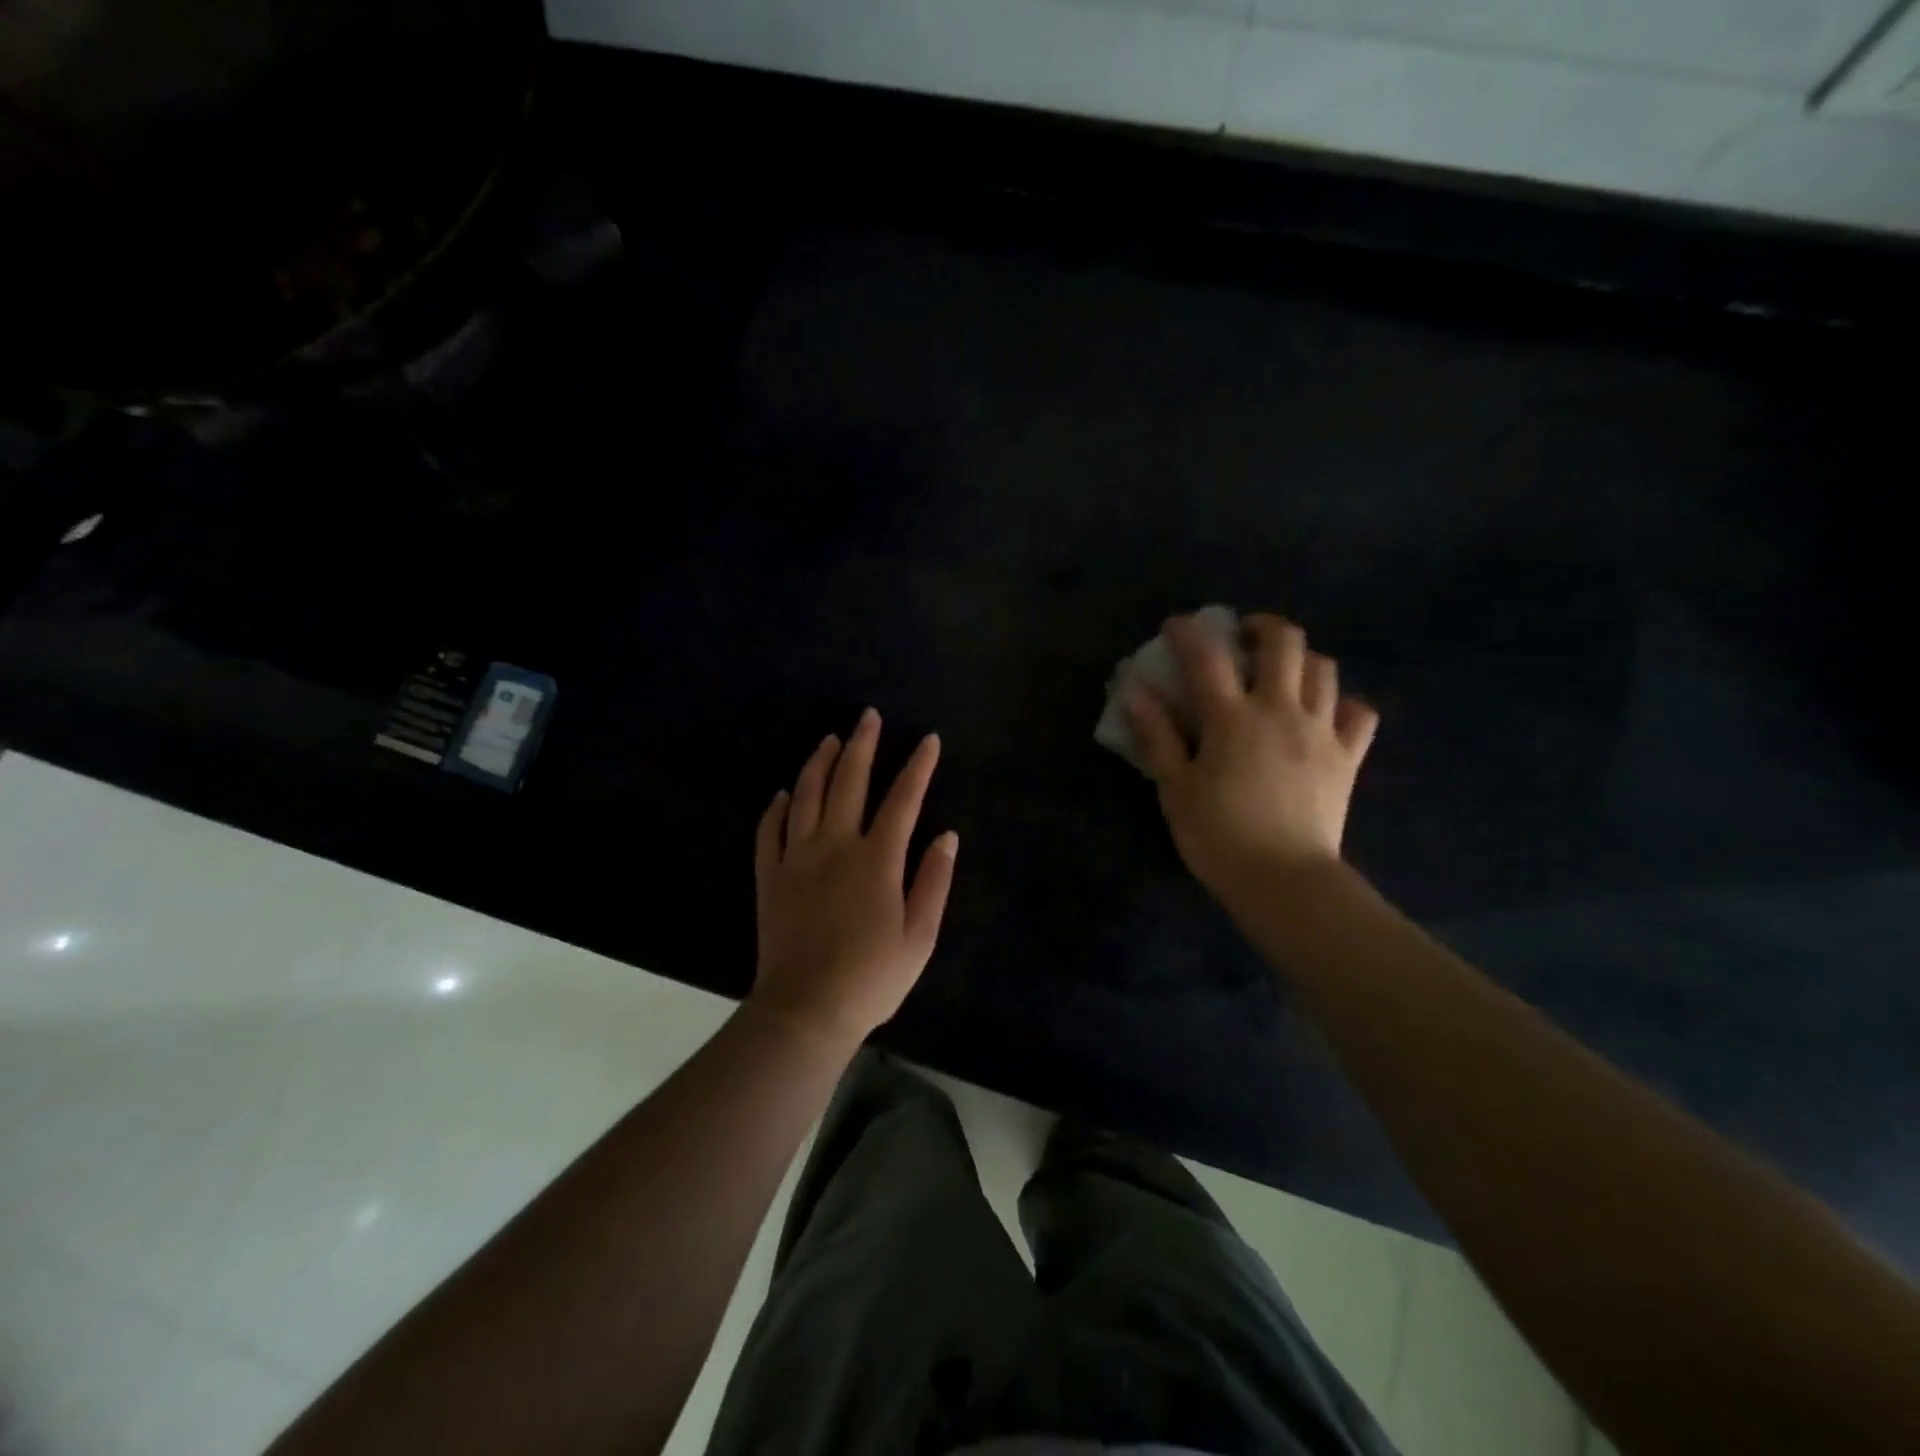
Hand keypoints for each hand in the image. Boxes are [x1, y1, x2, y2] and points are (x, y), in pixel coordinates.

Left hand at [751, 708, 957, 1047]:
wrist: (807, 1009)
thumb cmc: (872, 976)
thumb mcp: (920, 936)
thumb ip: (934, 881)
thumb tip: (947, 836)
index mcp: (878, 859)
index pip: (903, 799)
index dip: (918, 766)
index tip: (928, 739)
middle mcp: (836, 845)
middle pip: (849, 781)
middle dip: (862, 744)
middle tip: (867, 717)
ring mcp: (798, 857)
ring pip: (807, 795)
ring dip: (819, 762)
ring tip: (829, 739)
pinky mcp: (770, 876)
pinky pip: (770, 830)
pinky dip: (777, 807)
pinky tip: (785, 792)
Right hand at [1127, 613, 1378, 897]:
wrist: (1284, 881)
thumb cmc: (1218, 836)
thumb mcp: (1175, 788)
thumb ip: (1156, 735)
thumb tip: (1136, 691)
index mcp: (1232, 718)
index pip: (1208, 656)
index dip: (1188, 632)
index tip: (1175, 627)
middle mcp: (1281, 710)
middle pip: (1284, 642)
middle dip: (1261, 627)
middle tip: (1242, 638)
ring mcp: (1321, 731)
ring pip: (1325, 668)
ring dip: (1301, 659)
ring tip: (1281, 672)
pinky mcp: (1348, 757)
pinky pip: (1359, 713)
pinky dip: (1342, 703)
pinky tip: (1325, 712)